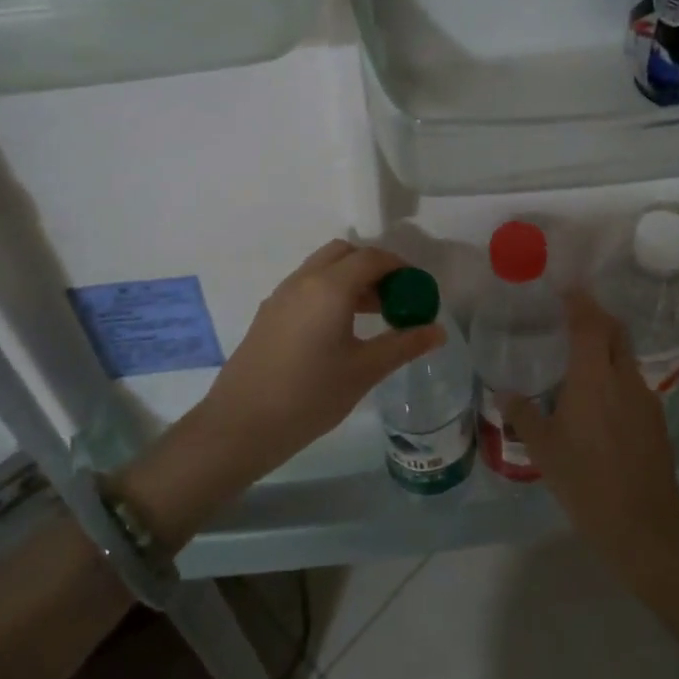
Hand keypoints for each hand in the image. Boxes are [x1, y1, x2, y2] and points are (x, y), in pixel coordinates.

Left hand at [109, 240, 444, 549]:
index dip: (401, 268)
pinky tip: (338, 331)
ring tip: (372, 317)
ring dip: (350, 280)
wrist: (241, 425)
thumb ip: (403, 345)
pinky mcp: (268, 314)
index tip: (418, 290)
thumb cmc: (310, 396)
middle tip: (394, 299)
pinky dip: (329, 292)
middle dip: (373, 268)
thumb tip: (437, 330)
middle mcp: (303, 280)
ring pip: (322, 268)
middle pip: (344, 254)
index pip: (373, 258)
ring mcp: (281, 295)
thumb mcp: (364, 371)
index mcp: (330, 287)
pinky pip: (306, 287)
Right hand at [508, 293, 678, 581]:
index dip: (578, 302)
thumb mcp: (544, 449)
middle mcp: (623, 378)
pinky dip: (615, 374)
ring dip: (606, 346)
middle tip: (571, 315)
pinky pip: (632, 381)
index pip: (589, 323)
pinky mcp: (655, 418)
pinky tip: (599, 399)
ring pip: (625, 356)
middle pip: (615, 331)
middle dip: (596, 316)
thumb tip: (504, 394)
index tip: (565, 290)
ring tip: (580, 358)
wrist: (644, 523)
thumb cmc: (586, 481)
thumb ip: (523, 415)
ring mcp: (644, 397)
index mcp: (593, 378)